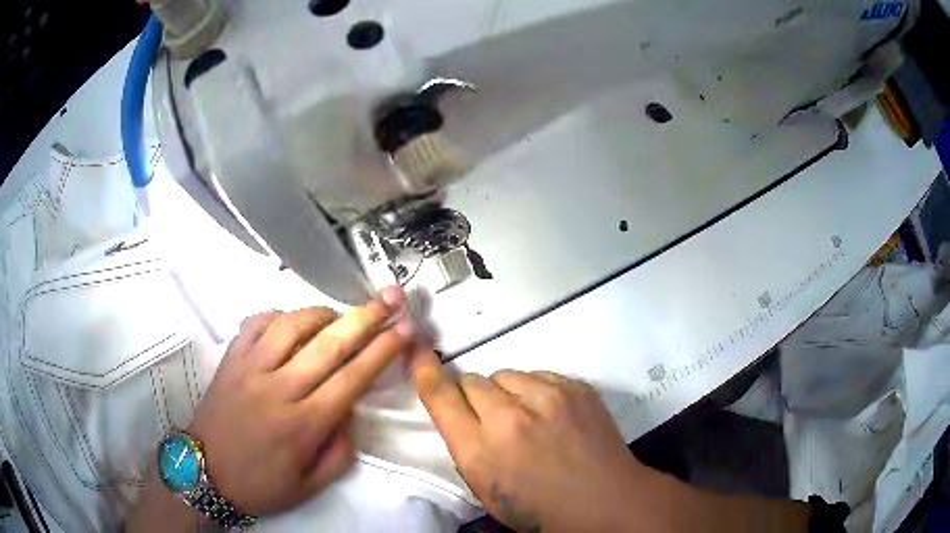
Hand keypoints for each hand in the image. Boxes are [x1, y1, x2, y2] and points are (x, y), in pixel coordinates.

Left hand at [187, 288, 413, 516]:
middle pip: (328, 345)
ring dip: (322, 313)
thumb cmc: (259, 483)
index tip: (403, 330)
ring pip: (291, 325)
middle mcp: (279, 389)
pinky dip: (279, 315)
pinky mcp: (231, 359)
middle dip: (365, 319)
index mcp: (302, 425)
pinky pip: (256, 323)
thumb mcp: (309, 486)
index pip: (351, 379)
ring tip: (339, 315)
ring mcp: (250, 368)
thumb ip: (339, 453)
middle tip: (388, 299)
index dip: (382, 351)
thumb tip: (350, 413)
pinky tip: (292, 321)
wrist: (204, 471)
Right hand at [410, 349, 662, 531]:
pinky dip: (537, 391)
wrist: (605, 500)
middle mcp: (509, 418)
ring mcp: (548, 398)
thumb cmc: (539, 507)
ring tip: (528, 418)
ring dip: (507, 393)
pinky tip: (552, 415)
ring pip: (506, 375)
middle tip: (494, 420)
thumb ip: (466, 446)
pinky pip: (539, 375)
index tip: (419, 352)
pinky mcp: (576, 387)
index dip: (426, 371)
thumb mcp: (487, 488)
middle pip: (472, 381)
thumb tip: (459, 411)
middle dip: (475, 398)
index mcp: (480, 452)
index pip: (441, 397)